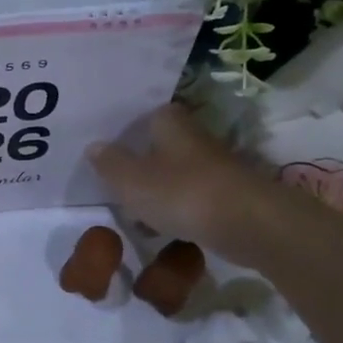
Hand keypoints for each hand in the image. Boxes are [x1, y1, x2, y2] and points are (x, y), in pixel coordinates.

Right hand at [88, 105, 275, 262]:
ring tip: (132, 210)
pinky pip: (192, 198)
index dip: (125, 131)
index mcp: (169, 122)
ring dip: (158, 188)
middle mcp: (194, 136)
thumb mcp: (131, 180)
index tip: (106, 149)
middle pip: (160, 145)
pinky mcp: (228, 195)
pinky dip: (177, 209)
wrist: (248, 224)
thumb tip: (94, 146)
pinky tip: (162, 227)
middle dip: (140, 162)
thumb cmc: (181, 192)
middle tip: (114, 181)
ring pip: (176, 172)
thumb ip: (109, 163)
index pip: (144, 115)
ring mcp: (214, 166)